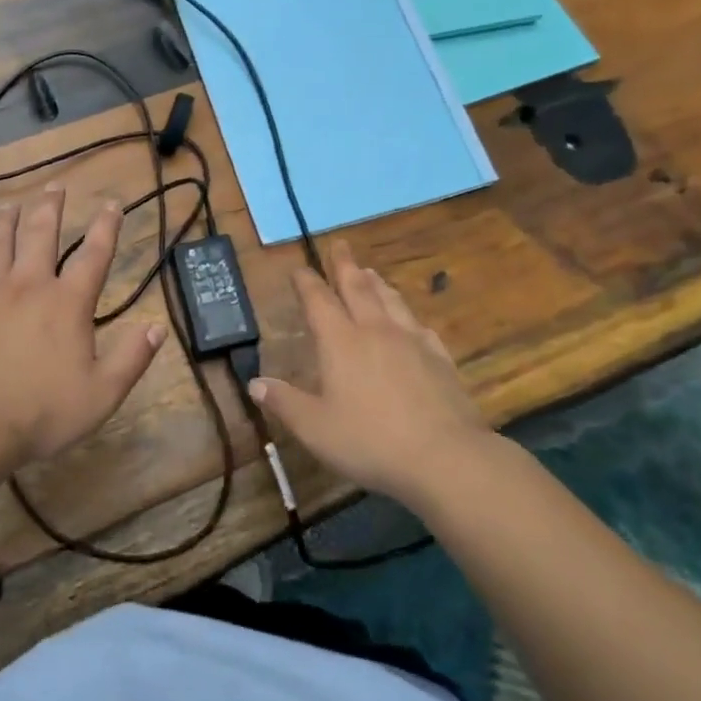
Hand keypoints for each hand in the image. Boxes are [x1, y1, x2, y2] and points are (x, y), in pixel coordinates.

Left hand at [0, 185, 165, 468]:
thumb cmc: (40, 413)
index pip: (94, 255)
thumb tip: (156, 328)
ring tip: (10, 205)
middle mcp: (27, 286)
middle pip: (41, 234)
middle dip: (50, 207)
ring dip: (6, 221)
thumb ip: (131, 359)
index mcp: (66, 303)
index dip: (106, 226)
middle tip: (55, 187)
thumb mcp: (101, 395)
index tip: (112, 203)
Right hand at [249, 240, 492, 504]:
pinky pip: (420, 327)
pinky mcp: (439, 359)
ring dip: (377, 283)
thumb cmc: (370, 441)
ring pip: (391, 300)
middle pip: (357, 287)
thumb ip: (284, 403)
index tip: (299, 268)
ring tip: (370, 272)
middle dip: (345, 265)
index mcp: (340, 342)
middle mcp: (375, 330)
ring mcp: (411, 342)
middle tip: (340, 244)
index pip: (318, 301)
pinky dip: (409, 317)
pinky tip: (412, 323)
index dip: (306, 283)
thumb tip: (255, 383)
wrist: (445, 456)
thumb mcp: (315, 428)